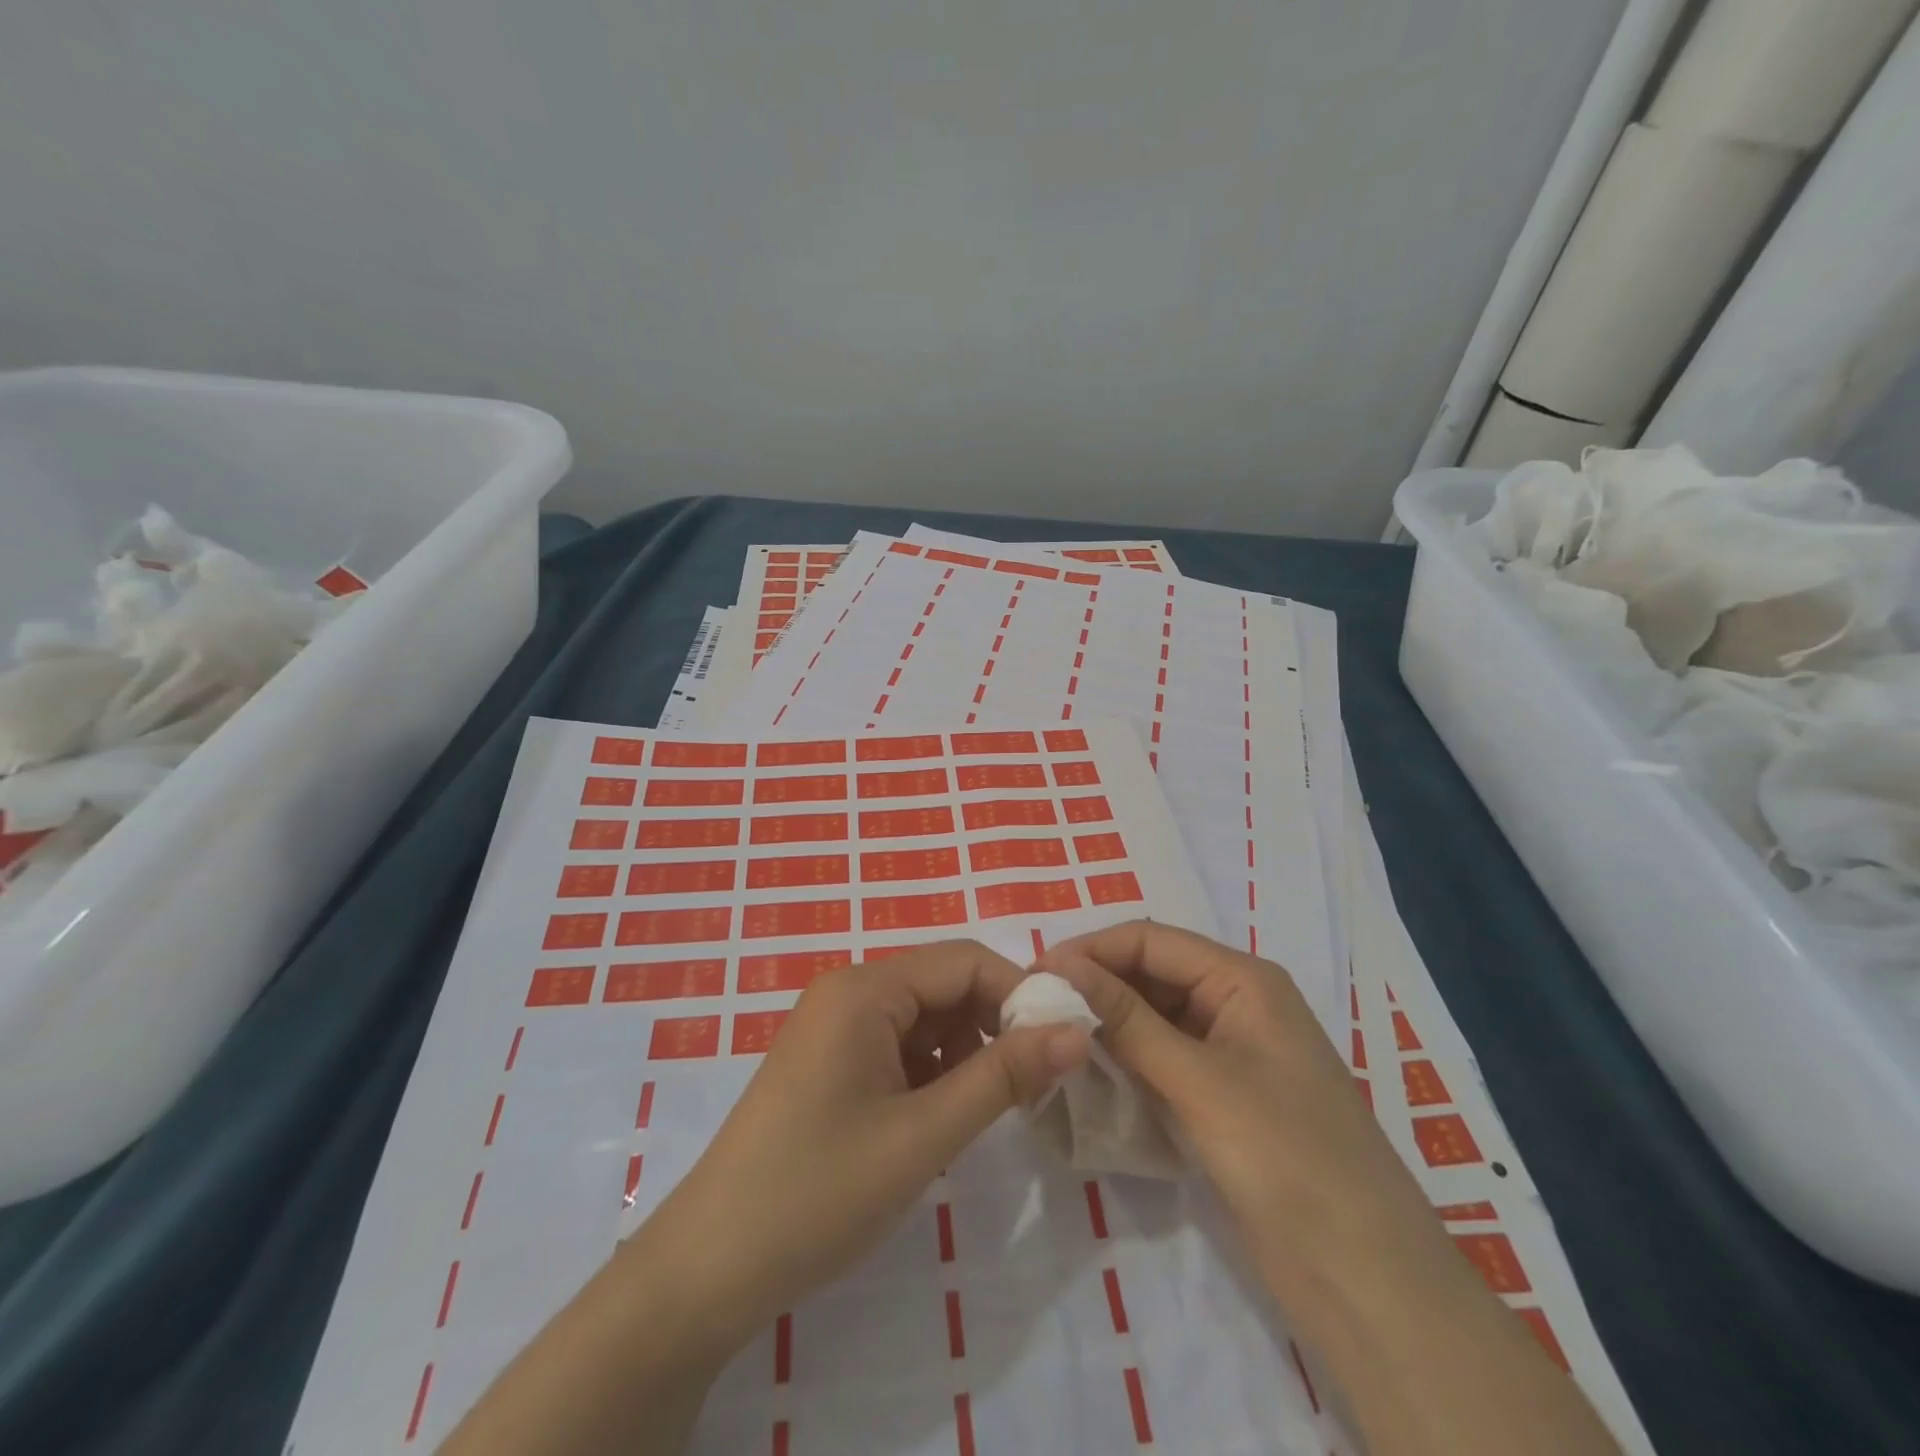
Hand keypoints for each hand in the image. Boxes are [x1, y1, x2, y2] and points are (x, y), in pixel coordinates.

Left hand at [640, 940, 1091, 1346]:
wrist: (709, 1268)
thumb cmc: (820, 1192)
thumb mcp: (924, 1135)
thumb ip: (1003, 1077)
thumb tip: (1076, 1031)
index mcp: (864, 987)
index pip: (964, 961)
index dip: (1019, 994)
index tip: (1064, 1045)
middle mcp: (848, 991)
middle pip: (944, 985)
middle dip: (993, 1026)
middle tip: (1034, 1085)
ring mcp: (835, 1026)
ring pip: (925, 1019)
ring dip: (964, 1053)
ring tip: (985, 1111)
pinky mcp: (830, 1061)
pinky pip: (898, 1046)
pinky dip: (931, 1073)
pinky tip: (937, 1121)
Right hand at [1041, 923, 1621, 1455]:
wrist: (1366, 1279)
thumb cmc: (1285, 1156)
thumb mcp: (1197, 1080)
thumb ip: (1126, 1020)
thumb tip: (1059, 965)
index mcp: (1243, 979)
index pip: (1151, 941)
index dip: (1092, 950)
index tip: (1033, 974)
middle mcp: (1236, 1004)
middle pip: (1151, 975)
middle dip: (1095, 985)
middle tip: (1033, 1009)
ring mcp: (1231, 1054)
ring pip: (1153, 1018)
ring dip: (1106, 1025)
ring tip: (1049, 1037)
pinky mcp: (1223, 1099)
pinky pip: (1163, 1061)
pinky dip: (1125, 1062)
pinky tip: (1086, 1074)